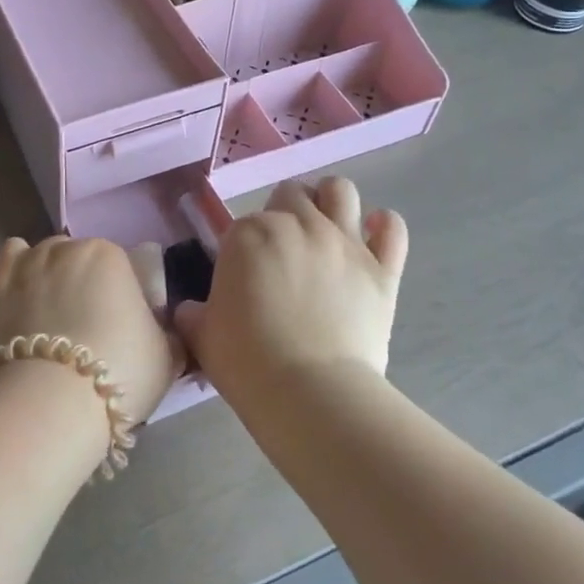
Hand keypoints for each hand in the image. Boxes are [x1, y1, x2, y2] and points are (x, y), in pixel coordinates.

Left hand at [0, 236, 179, 430]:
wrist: (53, 403)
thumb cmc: (120, 372)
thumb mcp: (166, 355)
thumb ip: (165, 334)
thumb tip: (165, 333)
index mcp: (105, 254)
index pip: (113, 260)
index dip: (115, 289)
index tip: (117, 319)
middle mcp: (57, 250)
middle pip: (65, 252)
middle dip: (70, 277)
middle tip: (76, 319)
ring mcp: (14, 269)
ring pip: (18, 251)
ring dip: (26, 269)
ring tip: (33, 305)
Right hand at [176, 177, 407, 397]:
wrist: (309, 393)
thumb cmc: (246, 362)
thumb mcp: (202, 335)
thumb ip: (193, 313)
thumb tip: (191, 311)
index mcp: (248, 234)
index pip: (244, 222)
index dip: (244, 246)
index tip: (245, 273)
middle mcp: (297, 224)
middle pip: (291, 194)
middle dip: (285, 213)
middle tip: (283, 249)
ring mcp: (343, 242)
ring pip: (340, 190)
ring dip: (330, 202)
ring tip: (326, 228)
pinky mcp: (382, 268)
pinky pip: (392, 227)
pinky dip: (383, 227)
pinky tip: (373, 237)